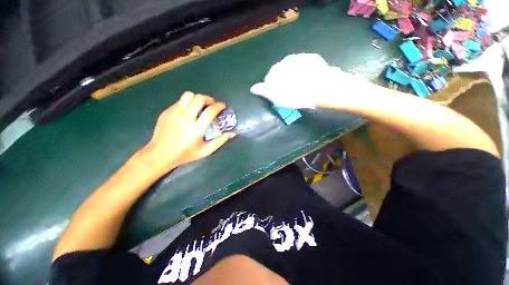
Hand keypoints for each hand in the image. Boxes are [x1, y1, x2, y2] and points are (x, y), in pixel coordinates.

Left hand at [138, 91, 235, 176]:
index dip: (219, 106)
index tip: (223, 106)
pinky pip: (180, 101)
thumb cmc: (185, 154)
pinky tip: (188, 112)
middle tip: (211, 105)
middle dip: (209, 99)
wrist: (159, 154)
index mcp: (196, 128)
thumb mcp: (205, 151)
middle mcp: (185, 118)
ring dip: (197, 98)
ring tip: (200, 106)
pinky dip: (188, 103)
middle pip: (199, 98)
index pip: (210, 111)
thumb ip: (220, 141)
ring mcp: (174, 113)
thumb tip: (232, 133)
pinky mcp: (167, 111)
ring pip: (188, 95)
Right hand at [250, 53, 367, 108]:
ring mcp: (301, 58)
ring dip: (293, 76)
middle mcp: (287, 60)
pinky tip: (308, 80)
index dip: (271, 88)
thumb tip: (253, 88)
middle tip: (288, 92)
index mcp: (277, 70)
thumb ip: (264, 91)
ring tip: (299, 87)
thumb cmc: (296, 95)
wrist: (322, 88)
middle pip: (281, 72)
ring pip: (293, 68)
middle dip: (282, 81)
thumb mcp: (277, 97)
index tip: (277, 96)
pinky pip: (305, 66)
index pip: (269, 78)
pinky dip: (304, 73)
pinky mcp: (313, 59)